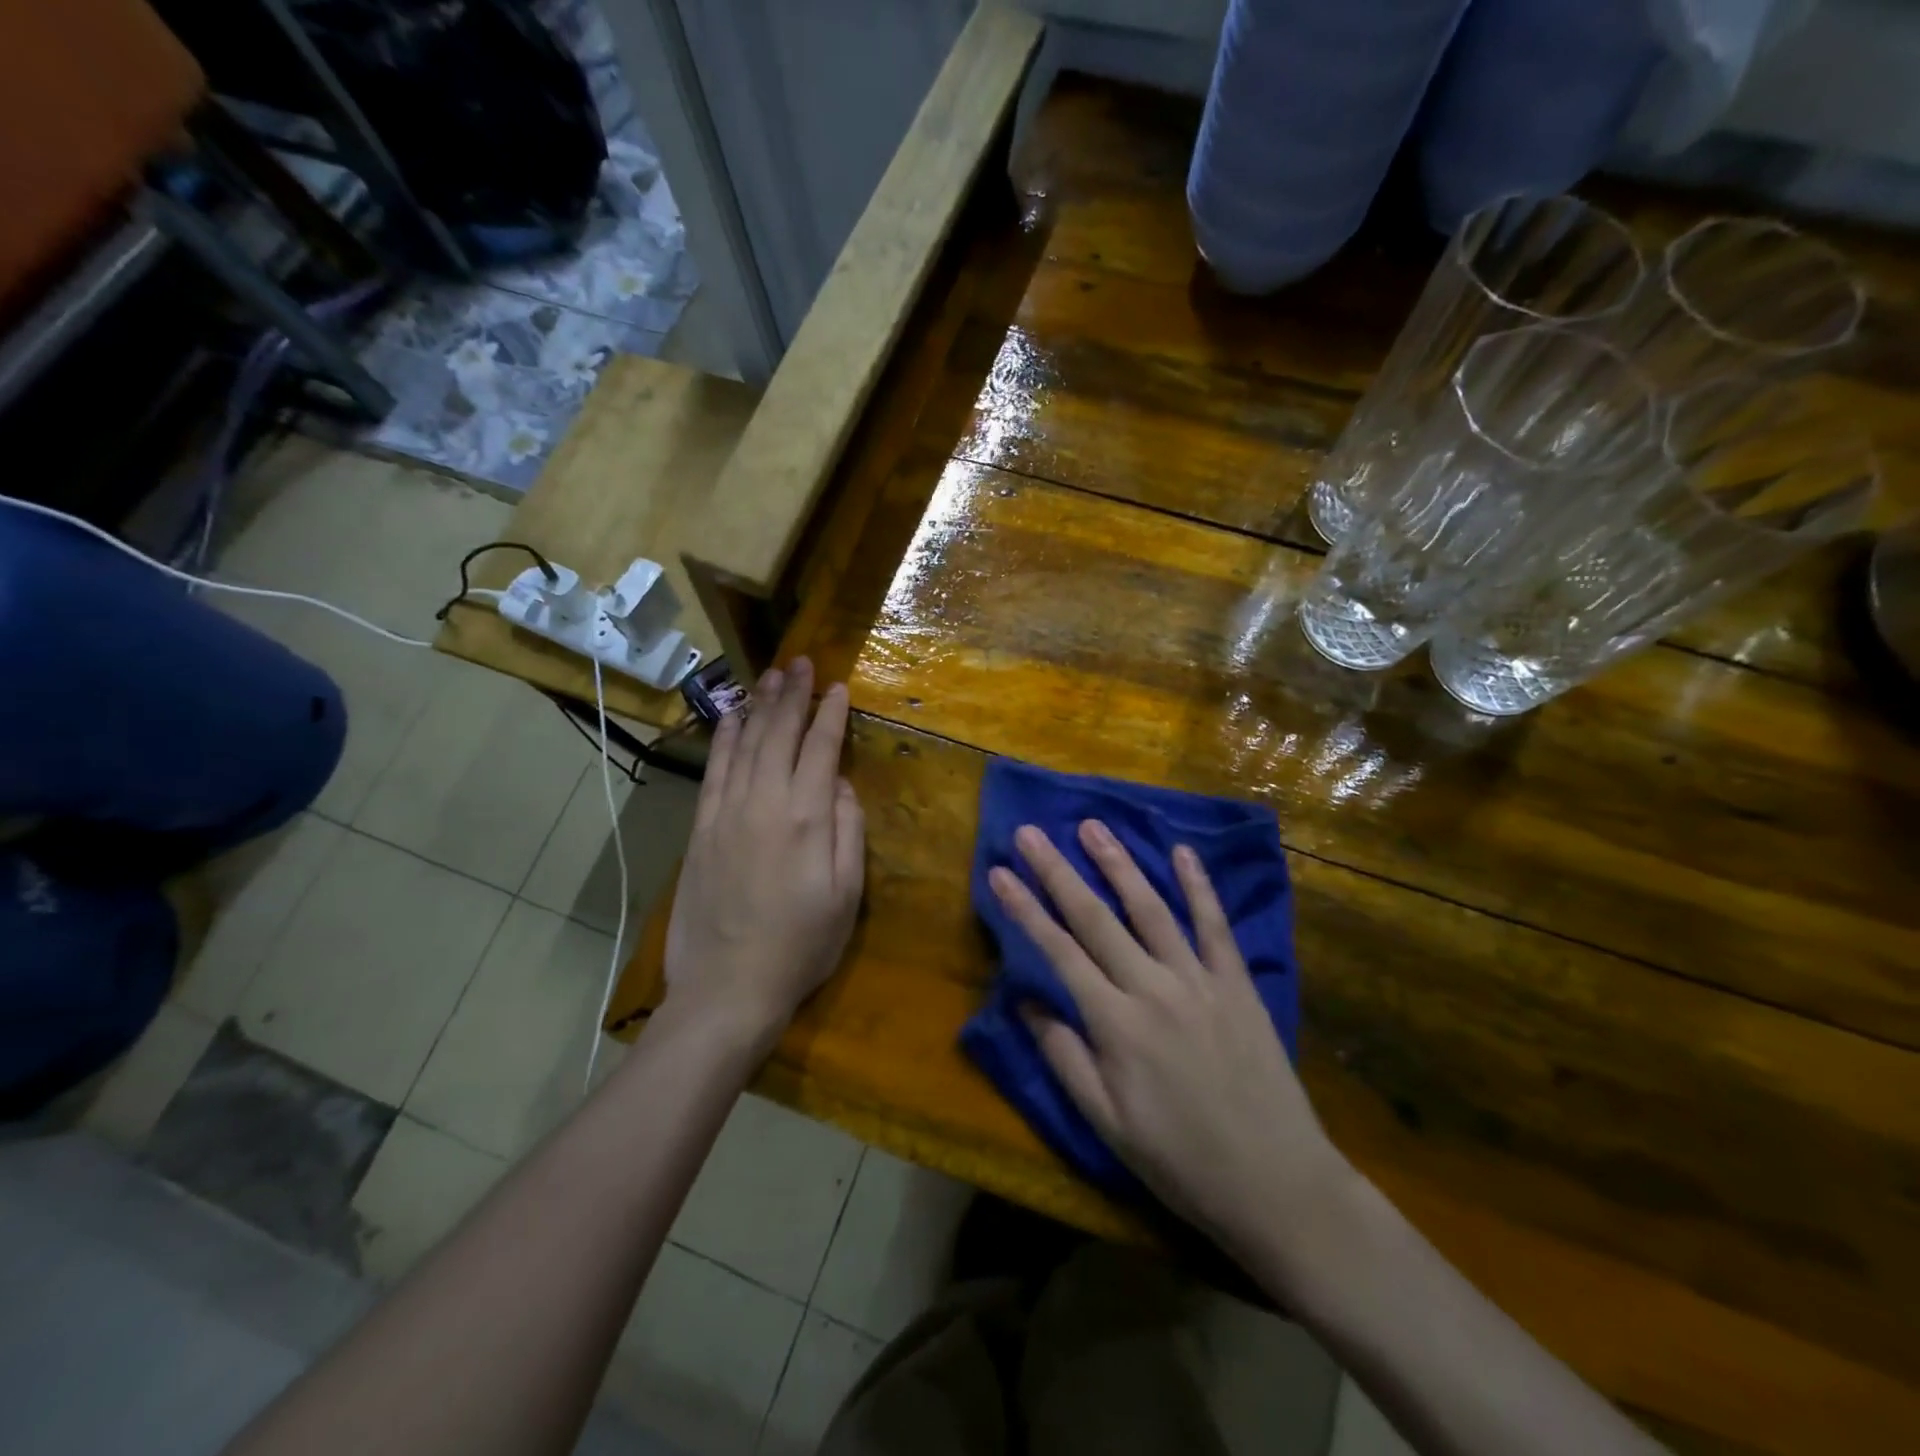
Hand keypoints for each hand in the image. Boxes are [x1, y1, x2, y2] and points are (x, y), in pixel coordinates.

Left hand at [663, 658, 864, 1049]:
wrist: (727, 988)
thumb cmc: (800, 947)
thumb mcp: (847, 897)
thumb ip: (849, 834)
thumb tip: (843, 787)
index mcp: (807, 819)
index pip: (821, 749)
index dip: (831, 714)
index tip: (838, 687)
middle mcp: (765, 803)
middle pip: (780, 735)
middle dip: (793, 696)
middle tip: (802, 664)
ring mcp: (727, 813)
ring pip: (745, 744)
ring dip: (759, 706)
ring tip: (771, 676)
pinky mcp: (701, 828)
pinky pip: (714, 770)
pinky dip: (724, 739)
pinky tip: (732, 718)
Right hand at [990, 820, 1355, 1265]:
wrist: (1277, 1184)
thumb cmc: (1180, 1160)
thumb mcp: (1106, 1123)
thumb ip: (1063, 1055)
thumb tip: (1022, 999)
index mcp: (1115, 1024)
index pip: (1057, 951)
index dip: (1024, 908)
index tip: (999, 871)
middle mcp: (1153, 987)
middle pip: (1095, 918)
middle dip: (1058, 871)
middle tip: (1032, 832)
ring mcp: (1199, 980)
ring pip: (1150, 909)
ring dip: (1118, 865)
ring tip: (1093, 826)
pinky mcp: (1237, 983)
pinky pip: (1215, 926)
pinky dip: (1199, 886)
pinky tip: (1182, 853)